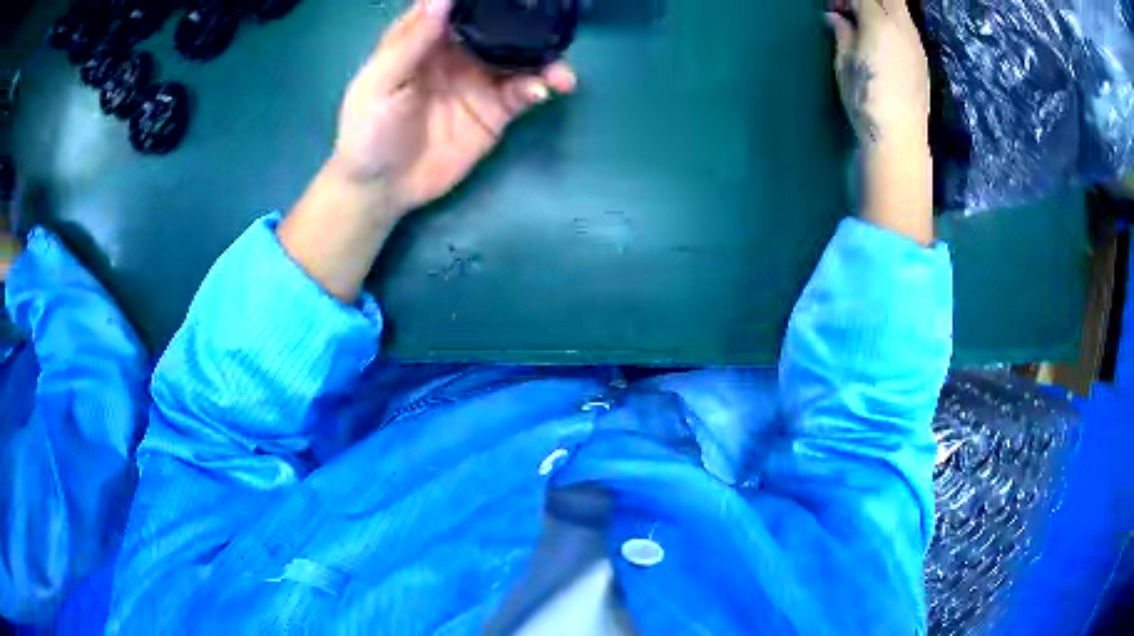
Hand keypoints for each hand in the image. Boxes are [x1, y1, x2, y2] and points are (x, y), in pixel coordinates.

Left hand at [330, 0, 577, 215]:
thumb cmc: (369, 130)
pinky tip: (544, 90)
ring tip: (560, 70)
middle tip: (552, 21)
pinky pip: (524, 91)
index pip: (459, 7)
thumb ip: (412, 40)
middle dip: (527, 24)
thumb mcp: (382, 82)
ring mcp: (480, 80)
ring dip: (546, 58)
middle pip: (499, 27)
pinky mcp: (495, 111)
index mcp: (427, 38)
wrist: (382, 188)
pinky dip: (539, 87)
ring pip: (520, 57)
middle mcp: (459, 53)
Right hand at [826, 0, 933, 244]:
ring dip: (882, 9)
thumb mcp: (844, 65)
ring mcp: (916, 43)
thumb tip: (835, 18)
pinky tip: (882, 42)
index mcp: (879, 23)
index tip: (833, 10)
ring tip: (865, 26)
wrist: (900, 139)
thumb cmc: (866, 101)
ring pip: (901, 10)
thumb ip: (842, 35)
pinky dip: (893, 24)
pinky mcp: (922, 60)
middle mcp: (902, 27)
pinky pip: (908, 27)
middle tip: (851, 12)